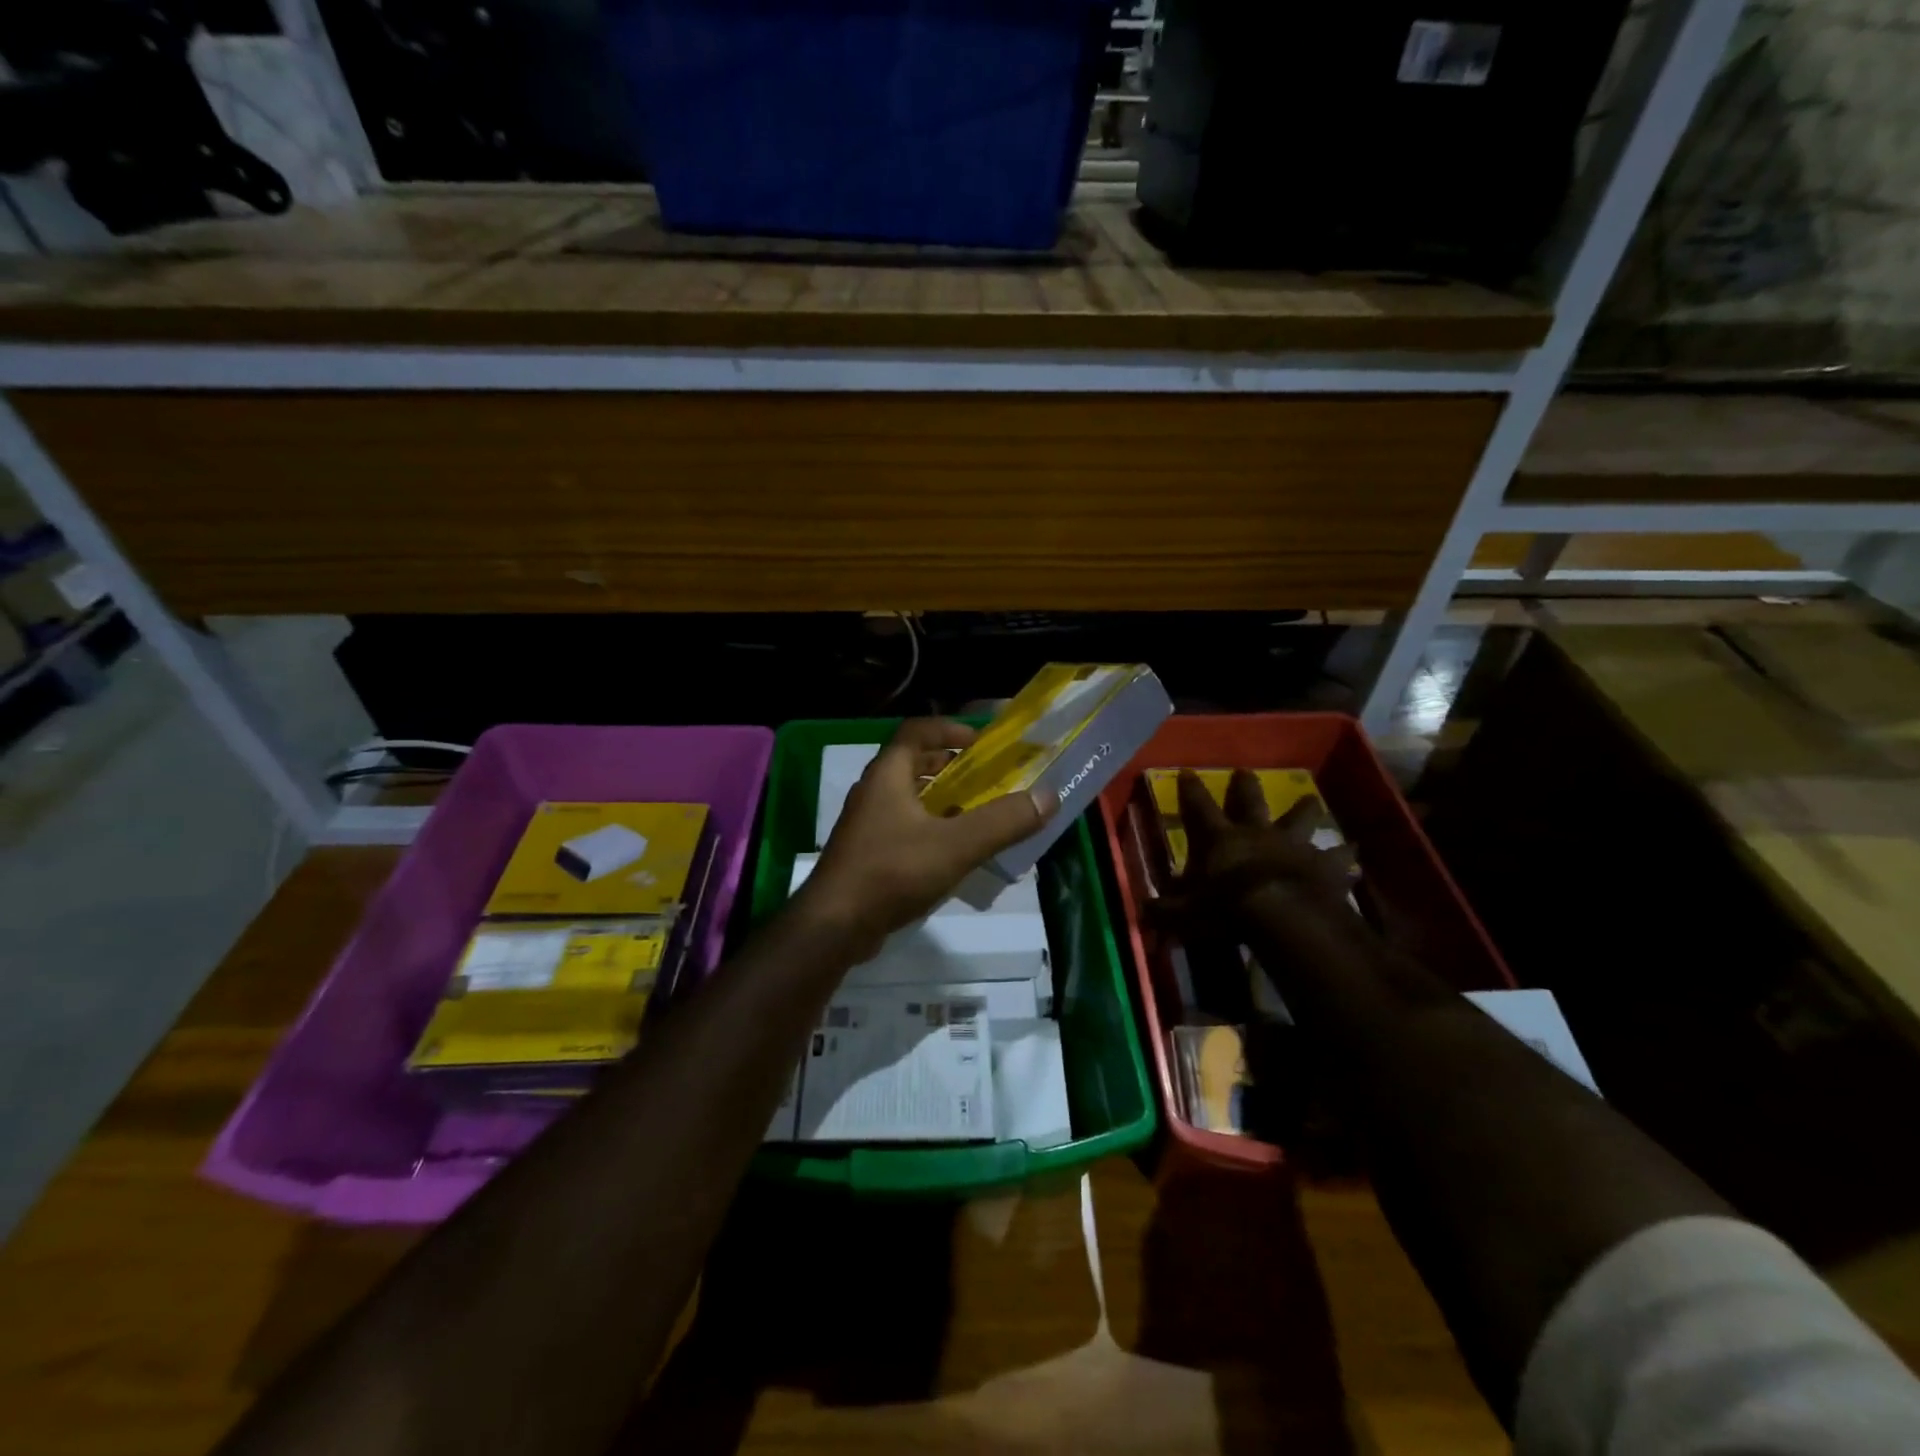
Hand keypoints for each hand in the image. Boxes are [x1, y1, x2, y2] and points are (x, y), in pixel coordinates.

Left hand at [795, 719, 1051, 958]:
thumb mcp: (956, 845)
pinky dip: (932, 829)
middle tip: (987, 778)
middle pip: (913, 763)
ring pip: (909, 799)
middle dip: (951, 766)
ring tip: (978, 813)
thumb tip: (1048, 796)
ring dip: (943, 800)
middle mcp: (874, 792)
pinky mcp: (868, 855)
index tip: (982, 742)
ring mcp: (867, 825)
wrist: (834, 926)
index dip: (950, 729)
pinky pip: (905, 828)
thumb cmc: (892, 871)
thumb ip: (1003, 821)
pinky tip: (954, 852)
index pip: (916, 731)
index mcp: (888, 775)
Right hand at [1156, 769, 1359, 939]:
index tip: (1186, 770)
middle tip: (1246, 771)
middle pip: (1252, 802)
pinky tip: (1356, 858)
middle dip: (1246, 786)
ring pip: (1301, 820)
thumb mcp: (1185, 913)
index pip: (1199, 807)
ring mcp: (1295, 846)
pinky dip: (1347, 858)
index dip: (1191, 789)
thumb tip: (1141, 912)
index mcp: (1222, 839)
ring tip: (1312, 799)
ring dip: (1306, 810)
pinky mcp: (1326, 866)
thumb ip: (1165, 911)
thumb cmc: (1228, 908)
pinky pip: (1340, 859)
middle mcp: (1257, 833)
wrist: (1284, 916)